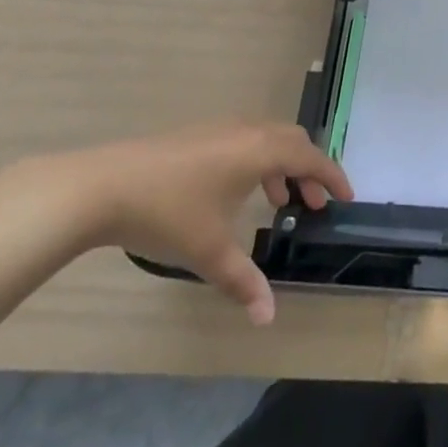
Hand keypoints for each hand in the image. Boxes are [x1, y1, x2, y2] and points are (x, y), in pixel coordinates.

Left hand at [39, 122, 352, 325]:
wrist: (102, 187)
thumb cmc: (167, 214)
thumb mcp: (210, 252)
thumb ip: (244, 282)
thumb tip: (269, 318)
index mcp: (260, 151)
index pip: (311, 157)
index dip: (332, 177)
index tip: (346, 198)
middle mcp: (247, 131)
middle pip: (293, 140)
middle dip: (309, 170)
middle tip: (311, 204)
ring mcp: (219, 128)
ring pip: (267, 138)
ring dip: (282, 165)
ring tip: (278, 200)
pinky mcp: (196, 134)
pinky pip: (244, 139)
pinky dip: (257, 160)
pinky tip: (235, 192)